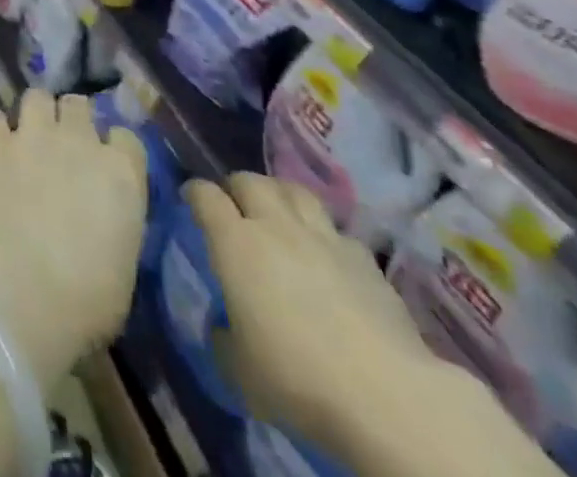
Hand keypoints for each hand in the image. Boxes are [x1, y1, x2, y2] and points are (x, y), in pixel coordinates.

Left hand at [0, 90, 146, 390]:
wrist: (22, 290)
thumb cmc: (86, 299)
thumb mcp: (123, 266)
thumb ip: (117, 225)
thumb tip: (104, 221)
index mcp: (122, 173)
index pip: (126, 138)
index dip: (114, 149)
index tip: (105, 165)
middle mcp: (80, 141)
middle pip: (79, 104)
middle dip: (72, 119)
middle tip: (63, 145)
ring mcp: (35, 135)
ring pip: (37, 97)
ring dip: (35, 113)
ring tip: (29, 137)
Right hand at [188, 174, 443, 451]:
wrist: (386, 395)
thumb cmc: (297, 378)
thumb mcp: (240, 370)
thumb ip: (224, 338)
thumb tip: (224, 327)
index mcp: (234, 242)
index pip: (205, 195)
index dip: (194, 193)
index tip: (191, 200)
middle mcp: (274, 225)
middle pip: (249, 181)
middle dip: (237, 188)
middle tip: (235, 208)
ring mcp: (323, 237)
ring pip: (293, 190)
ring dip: (279, 195)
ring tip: (278, 213)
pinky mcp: (364, 258)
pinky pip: (336, 229)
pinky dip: (324, 235)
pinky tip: (327, 256)